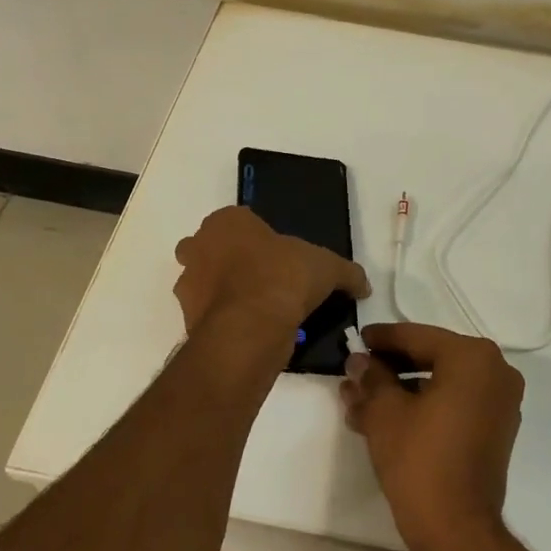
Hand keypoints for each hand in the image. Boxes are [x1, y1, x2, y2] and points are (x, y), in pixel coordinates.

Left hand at [173, 206, 369, 337]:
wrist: (251, 326)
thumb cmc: (285, 277)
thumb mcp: (327, 268)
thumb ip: (347, 273)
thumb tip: (364, 285)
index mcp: (227, 221)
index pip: (238, 221)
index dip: (258, 237)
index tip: (277, 256)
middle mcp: (199, 246)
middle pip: (210, 248)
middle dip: (229, 261)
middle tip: (262, 278)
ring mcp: (188, 283)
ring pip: (203, 281)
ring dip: (222, 292)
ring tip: (257, 309)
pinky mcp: (186, 318)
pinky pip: (207, 314)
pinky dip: (222, 319)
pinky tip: (249, 329)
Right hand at [340, 321, 524, 550]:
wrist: (458, 531)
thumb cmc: (420, 460)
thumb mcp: (385, 413)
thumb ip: (371, 378)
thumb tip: (358, 362)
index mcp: (473, 356)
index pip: (418, 337)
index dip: (382, 339)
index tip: (356, 340)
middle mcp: (496, 370)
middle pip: (432, 357)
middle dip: (391, 367)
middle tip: (357, 372)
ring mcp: (500, 401)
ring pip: (442, 382)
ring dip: (403, 389)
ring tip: (362, 401)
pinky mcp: (497, 429)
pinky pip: (456, 403)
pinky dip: (425, 405)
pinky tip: (388, 418)